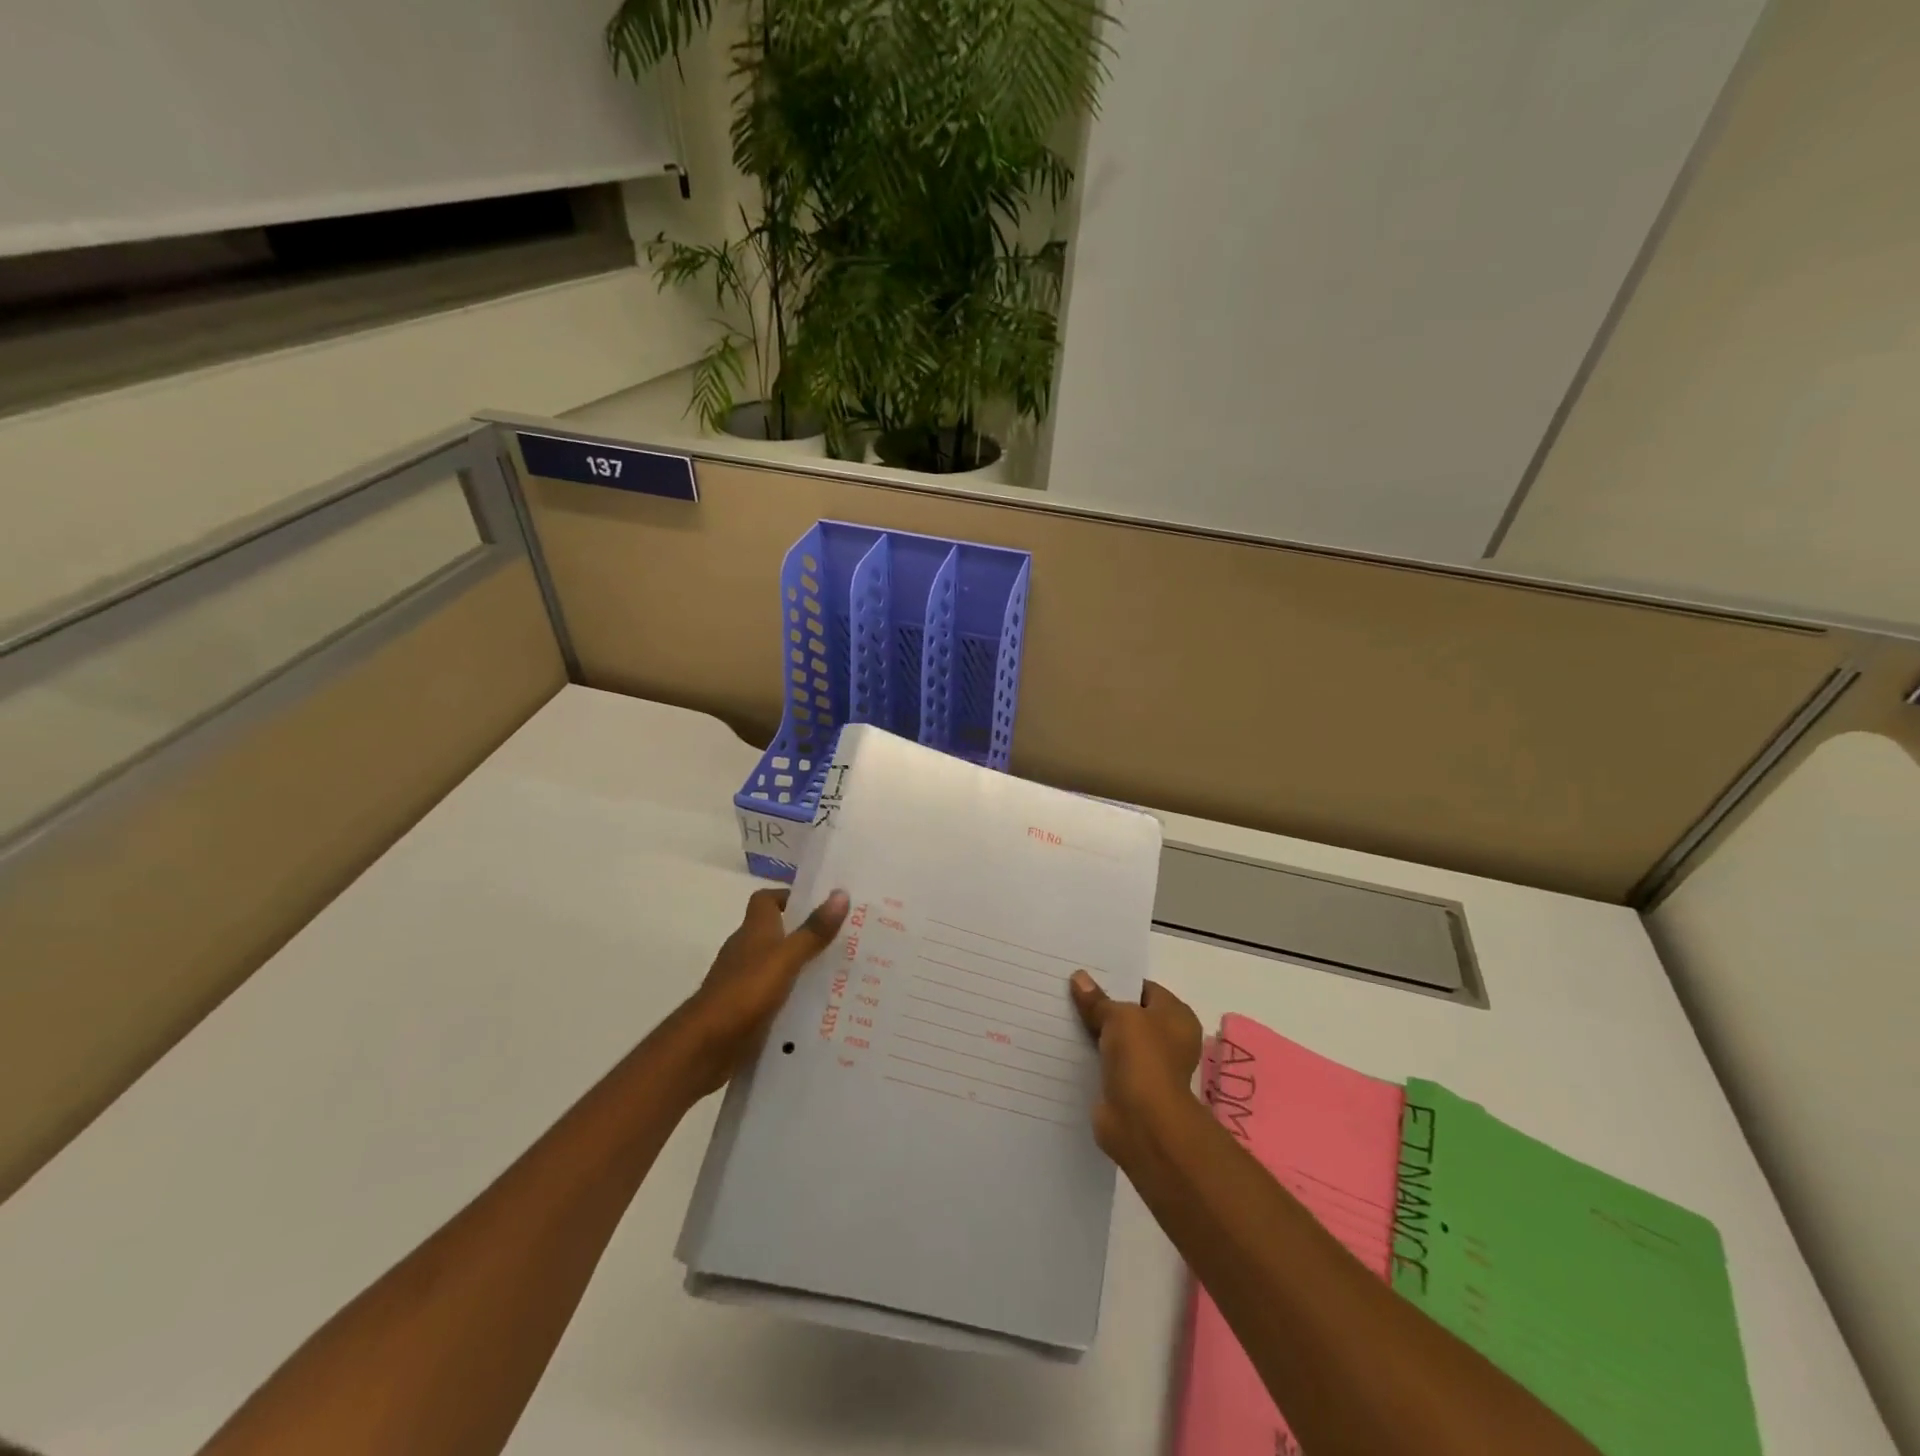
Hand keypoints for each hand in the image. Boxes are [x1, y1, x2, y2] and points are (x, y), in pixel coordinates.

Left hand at [673, 887, 849, 1095]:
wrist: (705, 1046)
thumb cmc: (745, 992)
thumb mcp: (786, 959)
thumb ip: (813, 931)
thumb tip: (841, 893)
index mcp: (754, 931)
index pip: (766, 900)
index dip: (789, 897)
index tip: (820, 905)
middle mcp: (746, 951)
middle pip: (775, 933)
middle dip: (806, 934)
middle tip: (843, 941)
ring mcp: (743, 982)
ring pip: (777, 966)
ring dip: (801, 968)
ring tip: (839, 975)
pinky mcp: (744, 1010)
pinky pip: (774, 996)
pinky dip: (791, 997)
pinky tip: (816, 1008)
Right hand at [1069, 970, 1204, 1167]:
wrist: (1142, 1122)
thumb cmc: (1143, 1058)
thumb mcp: (1118, 1016)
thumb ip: (1098, 999)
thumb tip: (1079, 978)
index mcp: (1177, 1017)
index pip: (1145, 989)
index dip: (1118, 981)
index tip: (1087, 975)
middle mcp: (1167, 1040)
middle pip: (1129, 1016)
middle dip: (1102, 1006)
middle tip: (1068, 991)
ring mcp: (1148, 1067)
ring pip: (1115, 1041)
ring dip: (1094, 1033)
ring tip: (1061, 1014)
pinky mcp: (1128, 1088)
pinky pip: (1105, 1064)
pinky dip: (1090, 1058)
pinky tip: (1064, 1045)